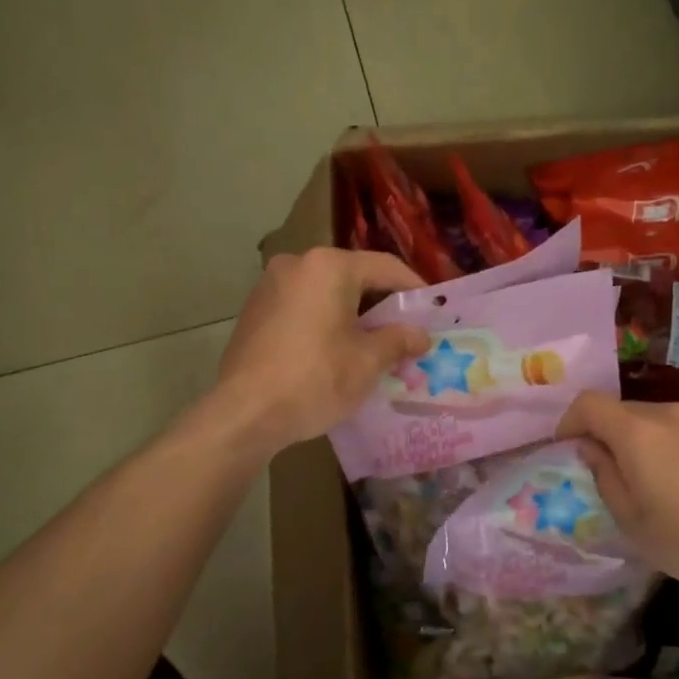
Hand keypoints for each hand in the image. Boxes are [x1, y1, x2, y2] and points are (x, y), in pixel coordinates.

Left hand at [215, 248, 430, 455]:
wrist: (245, 413)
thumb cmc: (315, 379)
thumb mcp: (368, 362)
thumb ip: (399, 340)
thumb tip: (420, 335)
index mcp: (328, 267)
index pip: (385, 267)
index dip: (415, 289)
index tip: (434, 312)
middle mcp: (296, 264)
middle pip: (353, 277)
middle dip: (382, 305)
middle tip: (405, 332)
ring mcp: (270, 287)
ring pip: (326, 293)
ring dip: (352, 315)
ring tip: (373, 346)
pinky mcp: (254, 311)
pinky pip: (302, 308)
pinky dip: (324, 323)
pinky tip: (334, 352)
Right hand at [556, 394, 678, 614]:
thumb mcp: (634, 525)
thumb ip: (605, 478)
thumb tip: (592, 449)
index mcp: (637, 433)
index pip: (588, 404)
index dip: (569, 422)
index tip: (568, 449)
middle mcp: (671, 413)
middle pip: (626, 411)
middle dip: (610, 436)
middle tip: (616, 476)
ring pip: (663, 421)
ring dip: (650, 443)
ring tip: (665, 484)